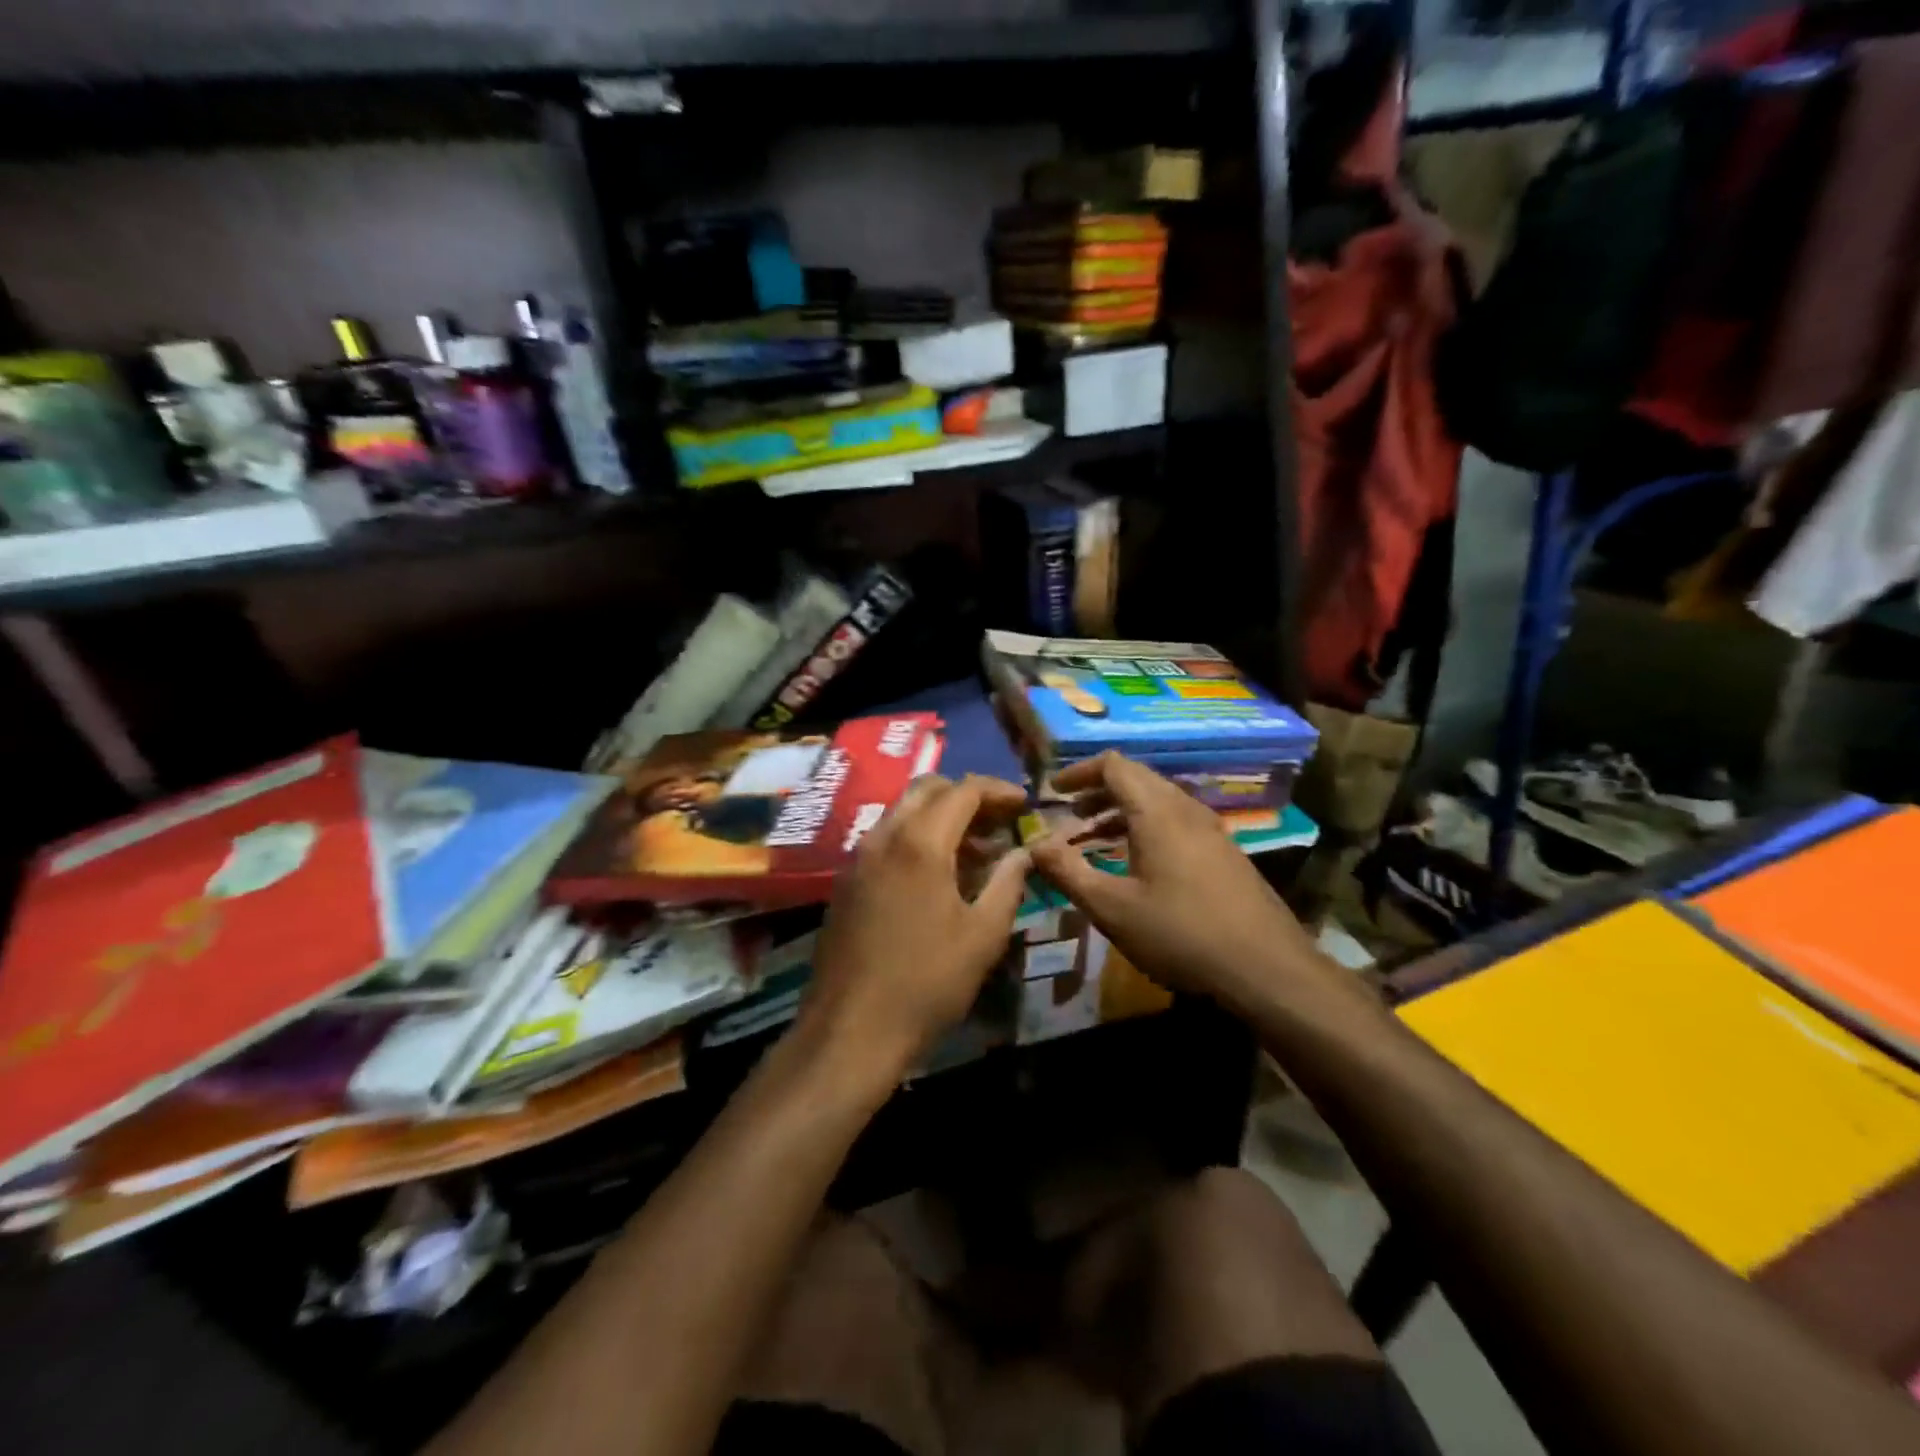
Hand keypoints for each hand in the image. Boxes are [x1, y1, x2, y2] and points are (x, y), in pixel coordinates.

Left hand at [798, 774, 1031, 1082]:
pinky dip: (917, 837)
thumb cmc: (927, 983)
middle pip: (927, 789)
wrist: (850, 1030)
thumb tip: (1024, 852)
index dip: (998, 790)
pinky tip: (938, 873)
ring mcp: (858, 858)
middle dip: (966, 795)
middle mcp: (883, 836)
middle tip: (999, 820)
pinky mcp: (846, 881)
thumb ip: (1008, 884)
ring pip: (903, 812)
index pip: (963, 790)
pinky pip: (886, 838)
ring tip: (977, 848)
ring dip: (940, 816)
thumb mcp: (983, 936)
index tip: (1025, 805)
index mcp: (919, 843)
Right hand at [1026, 752, 1319, 1014]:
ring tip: (1093, 839)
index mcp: (1157, 812)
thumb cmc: (1181, 934)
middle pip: (1137, 779)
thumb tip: (1034, 845)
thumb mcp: (1112, 908)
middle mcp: (1186, 810)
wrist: (1267, 969)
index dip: (1079, 772)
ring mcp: (1210, 831)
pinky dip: (1145, 828)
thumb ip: (1068, 872)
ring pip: (1158, 801)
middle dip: (1097, 791)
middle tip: (1069, 815)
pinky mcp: (1224, 854)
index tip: (1052, 793)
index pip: (1114, 765)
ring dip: (1121, 811)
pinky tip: (1135, 864)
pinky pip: (1175, 822)